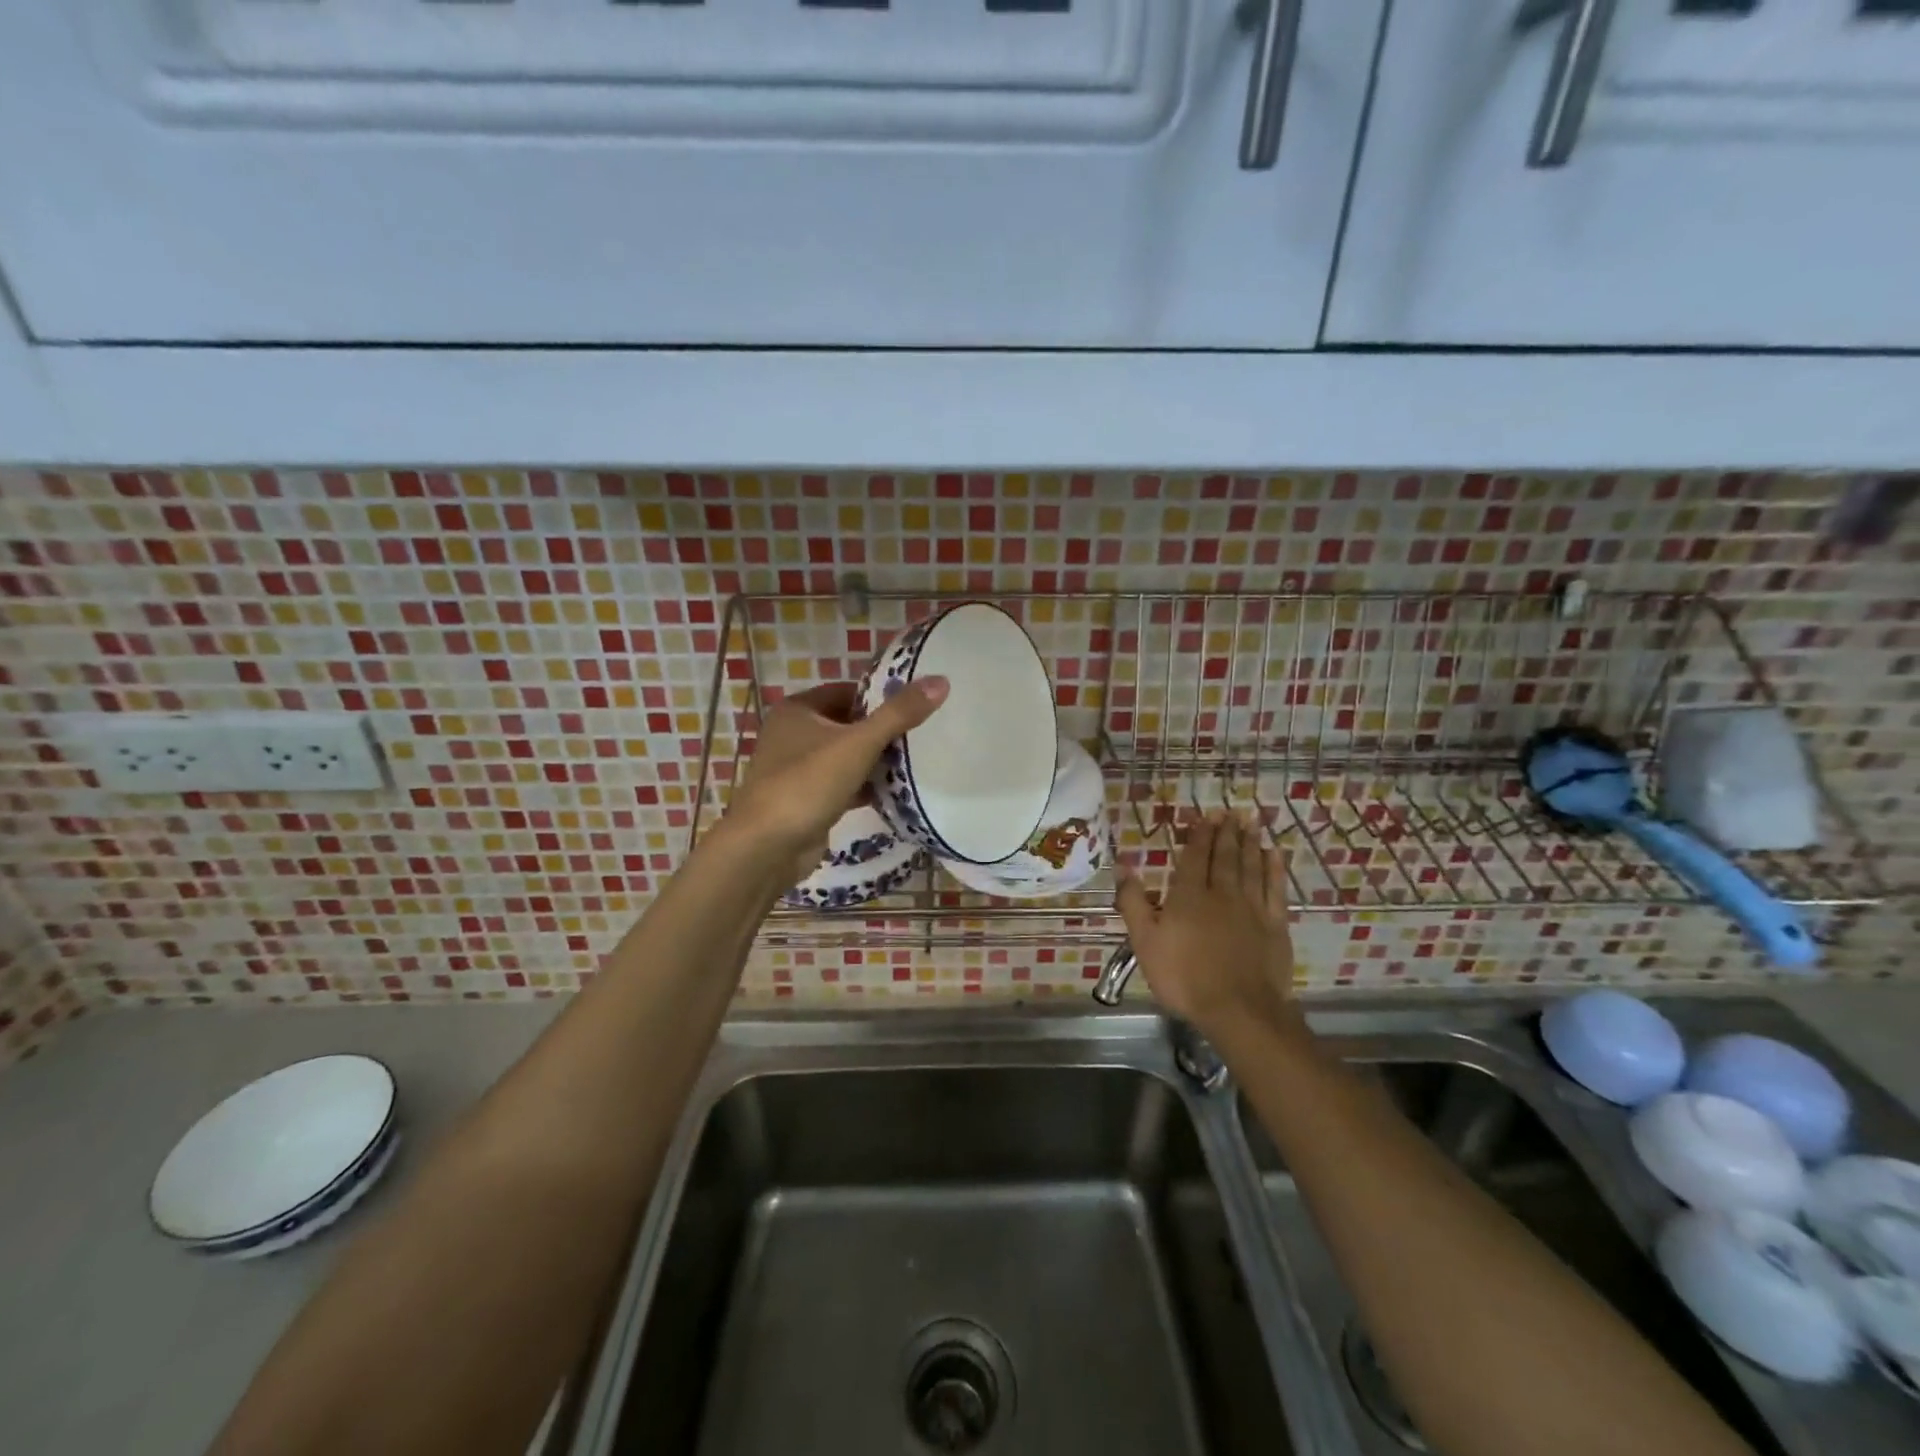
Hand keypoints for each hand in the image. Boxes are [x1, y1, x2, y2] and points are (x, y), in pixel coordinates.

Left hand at [720, 677, 947, 881]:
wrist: (767, 847)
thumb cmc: (808, 783)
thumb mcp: (858, 743)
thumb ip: (899, 714)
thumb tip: (941, 680)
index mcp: (798, 710)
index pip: (847, 691)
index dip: (880, 697)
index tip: (915, 706)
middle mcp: (793, 735)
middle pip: (848, 724)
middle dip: (881, 732)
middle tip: (921, 735)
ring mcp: (798, 770)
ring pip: (846, 757)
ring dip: (875, 761)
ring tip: (915, 762)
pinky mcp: (806, 801)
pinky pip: (843, 786)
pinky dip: (865, 788)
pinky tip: (895, 793)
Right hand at [1117, 811, 1295, 1036]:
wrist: (1239, 1010)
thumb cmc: (1183, 977)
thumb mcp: (1144, 942)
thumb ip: (1133, 902)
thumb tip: (1122, 866)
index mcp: (1188, 896)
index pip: (1194, 857)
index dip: (1199, 836)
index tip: (1205, 817)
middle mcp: (1222, 893)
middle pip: (1224, 857)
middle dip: (1225, 833)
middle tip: (1230, 813)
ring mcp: (1252, 908)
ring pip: (1251, 866)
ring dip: (1250, 843)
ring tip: (1250, 823)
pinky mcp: (1275, 925)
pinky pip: (1276, 889)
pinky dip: (1275, 869)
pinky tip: (1275, 855)